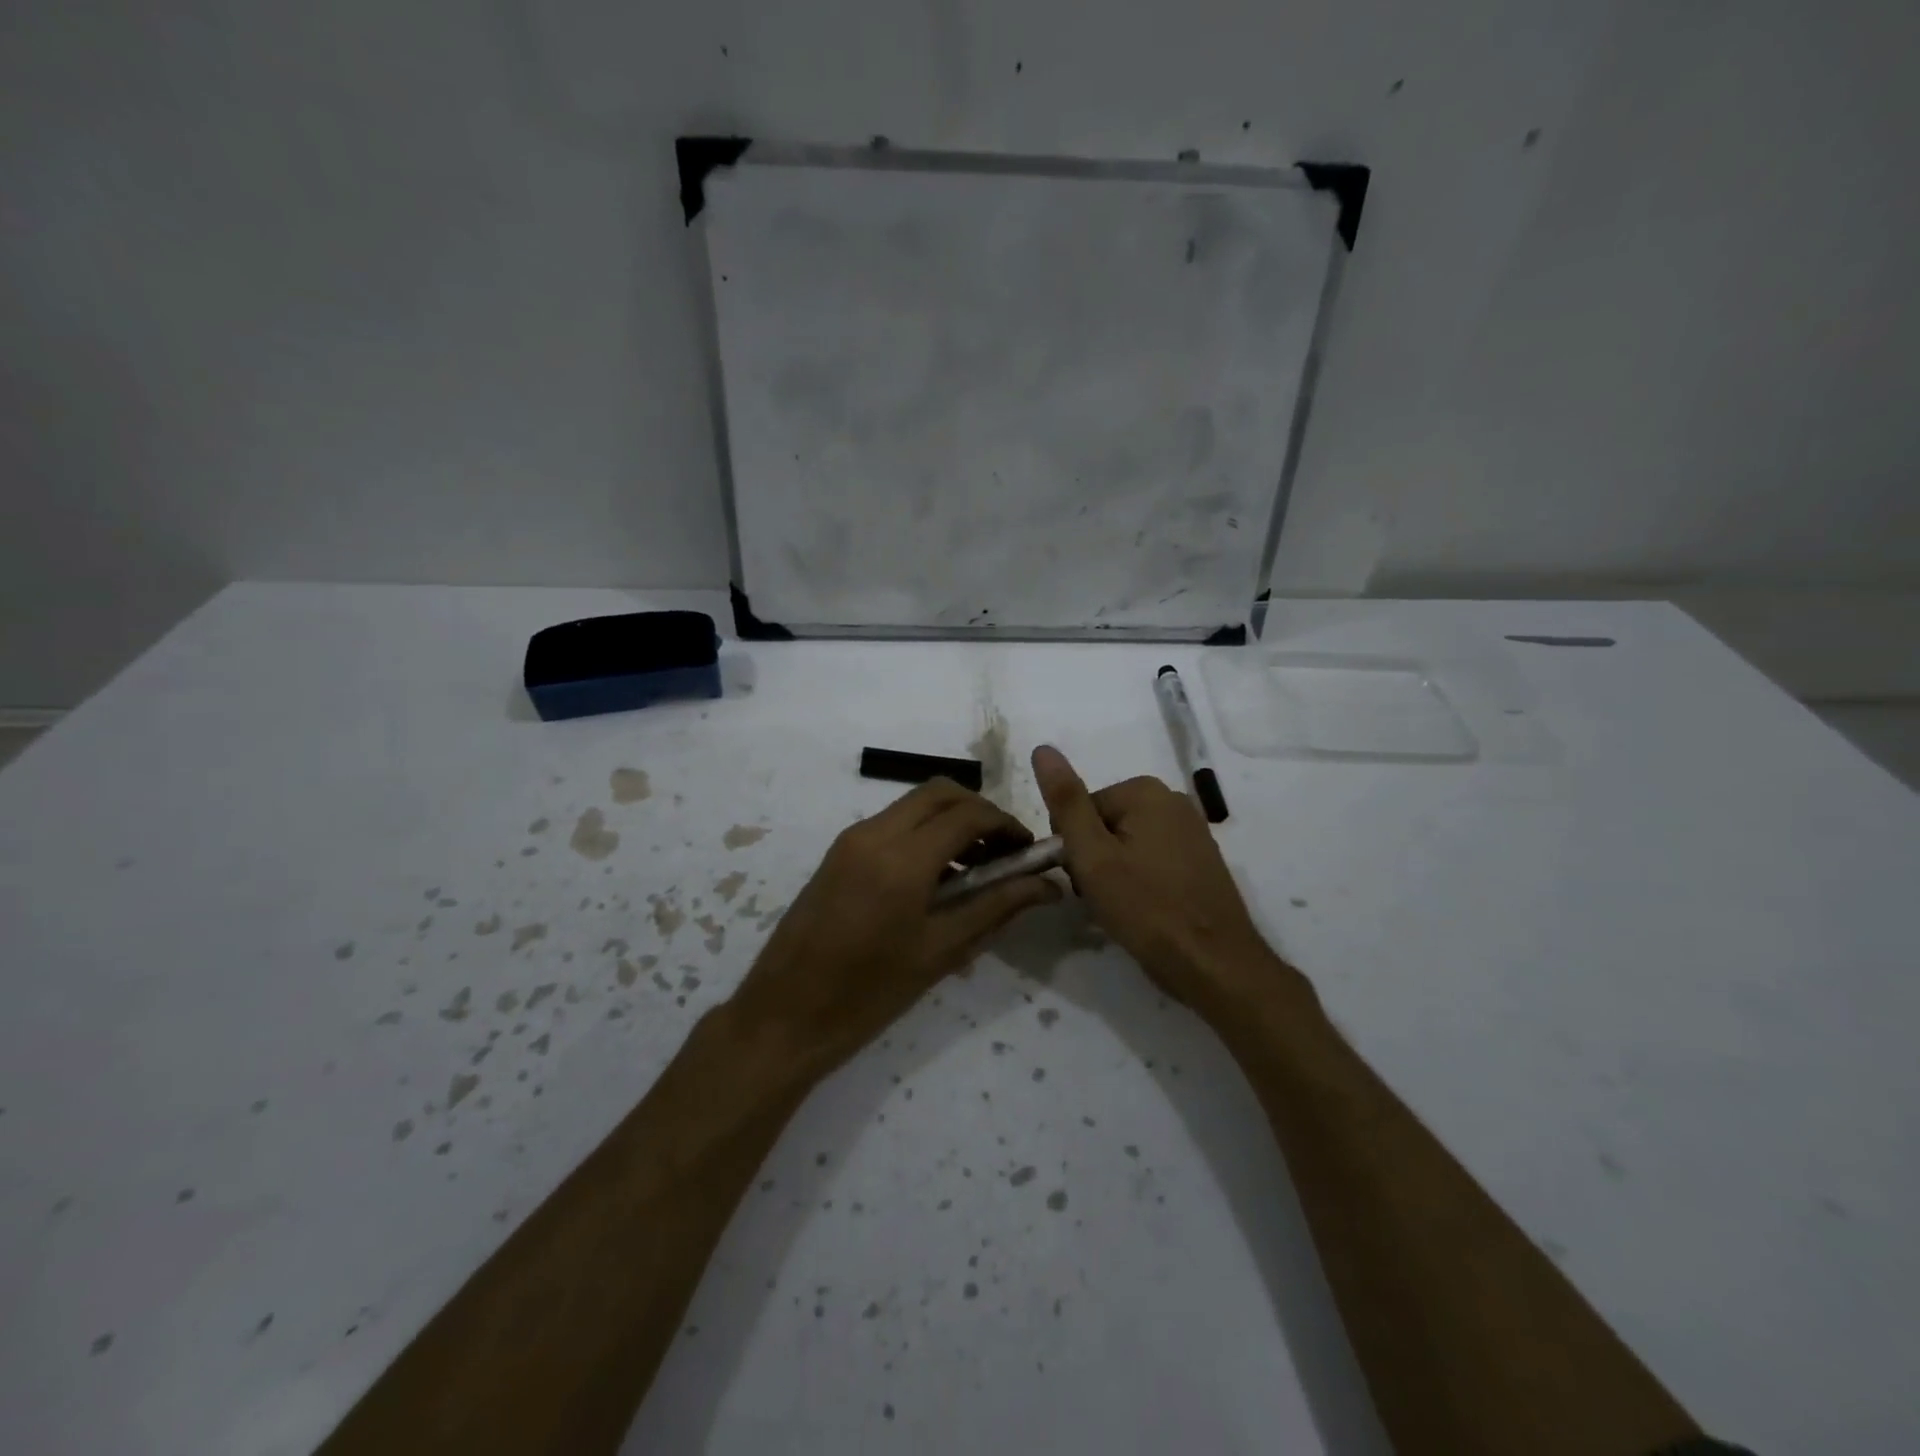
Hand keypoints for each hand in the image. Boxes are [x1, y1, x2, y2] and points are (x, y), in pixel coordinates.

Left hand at [728, 778, 1060, 1079]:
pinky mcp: (838, 852)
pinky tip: (936, 879)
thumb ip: (996, 908)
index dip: (1006, 826)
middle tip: (1003, 853)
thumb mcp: (940, 952)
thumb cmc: (868, 995)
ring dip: (950, 821)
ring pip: (914, 804)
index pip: (968, 815)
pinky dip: (923, 833)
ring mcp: (851, 840)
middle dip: (979, 812)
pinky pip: (892, 824)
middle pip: (940, 793)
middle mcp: (874, 834)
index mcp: (902, 860)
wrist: (784, 1015)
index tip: (1029, 852)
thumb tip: (1047, 886)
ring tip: (975, 870)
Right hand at [1032, 744, 1298, 1015]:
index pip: (1080, 809)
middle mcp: (1173, 800)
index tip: (1082, 880)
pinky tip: (1145, 909)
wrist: (1214, 964)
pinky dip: (1140, 881)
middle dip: (1094, 859)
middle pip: (1104, 824)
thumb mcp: (1092, 855)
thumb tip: (1043, 748)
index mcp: (1145, 791)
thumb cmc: (1146, 908)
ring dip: (1114, 873)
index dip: (1072, 847)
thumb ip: (1066, 801)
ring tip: (1123, 907)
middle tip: (1103, 896)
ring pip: (1126, 844)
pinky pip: (1152, 860)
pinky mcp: (1201, 860)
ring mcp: (1192, 830)